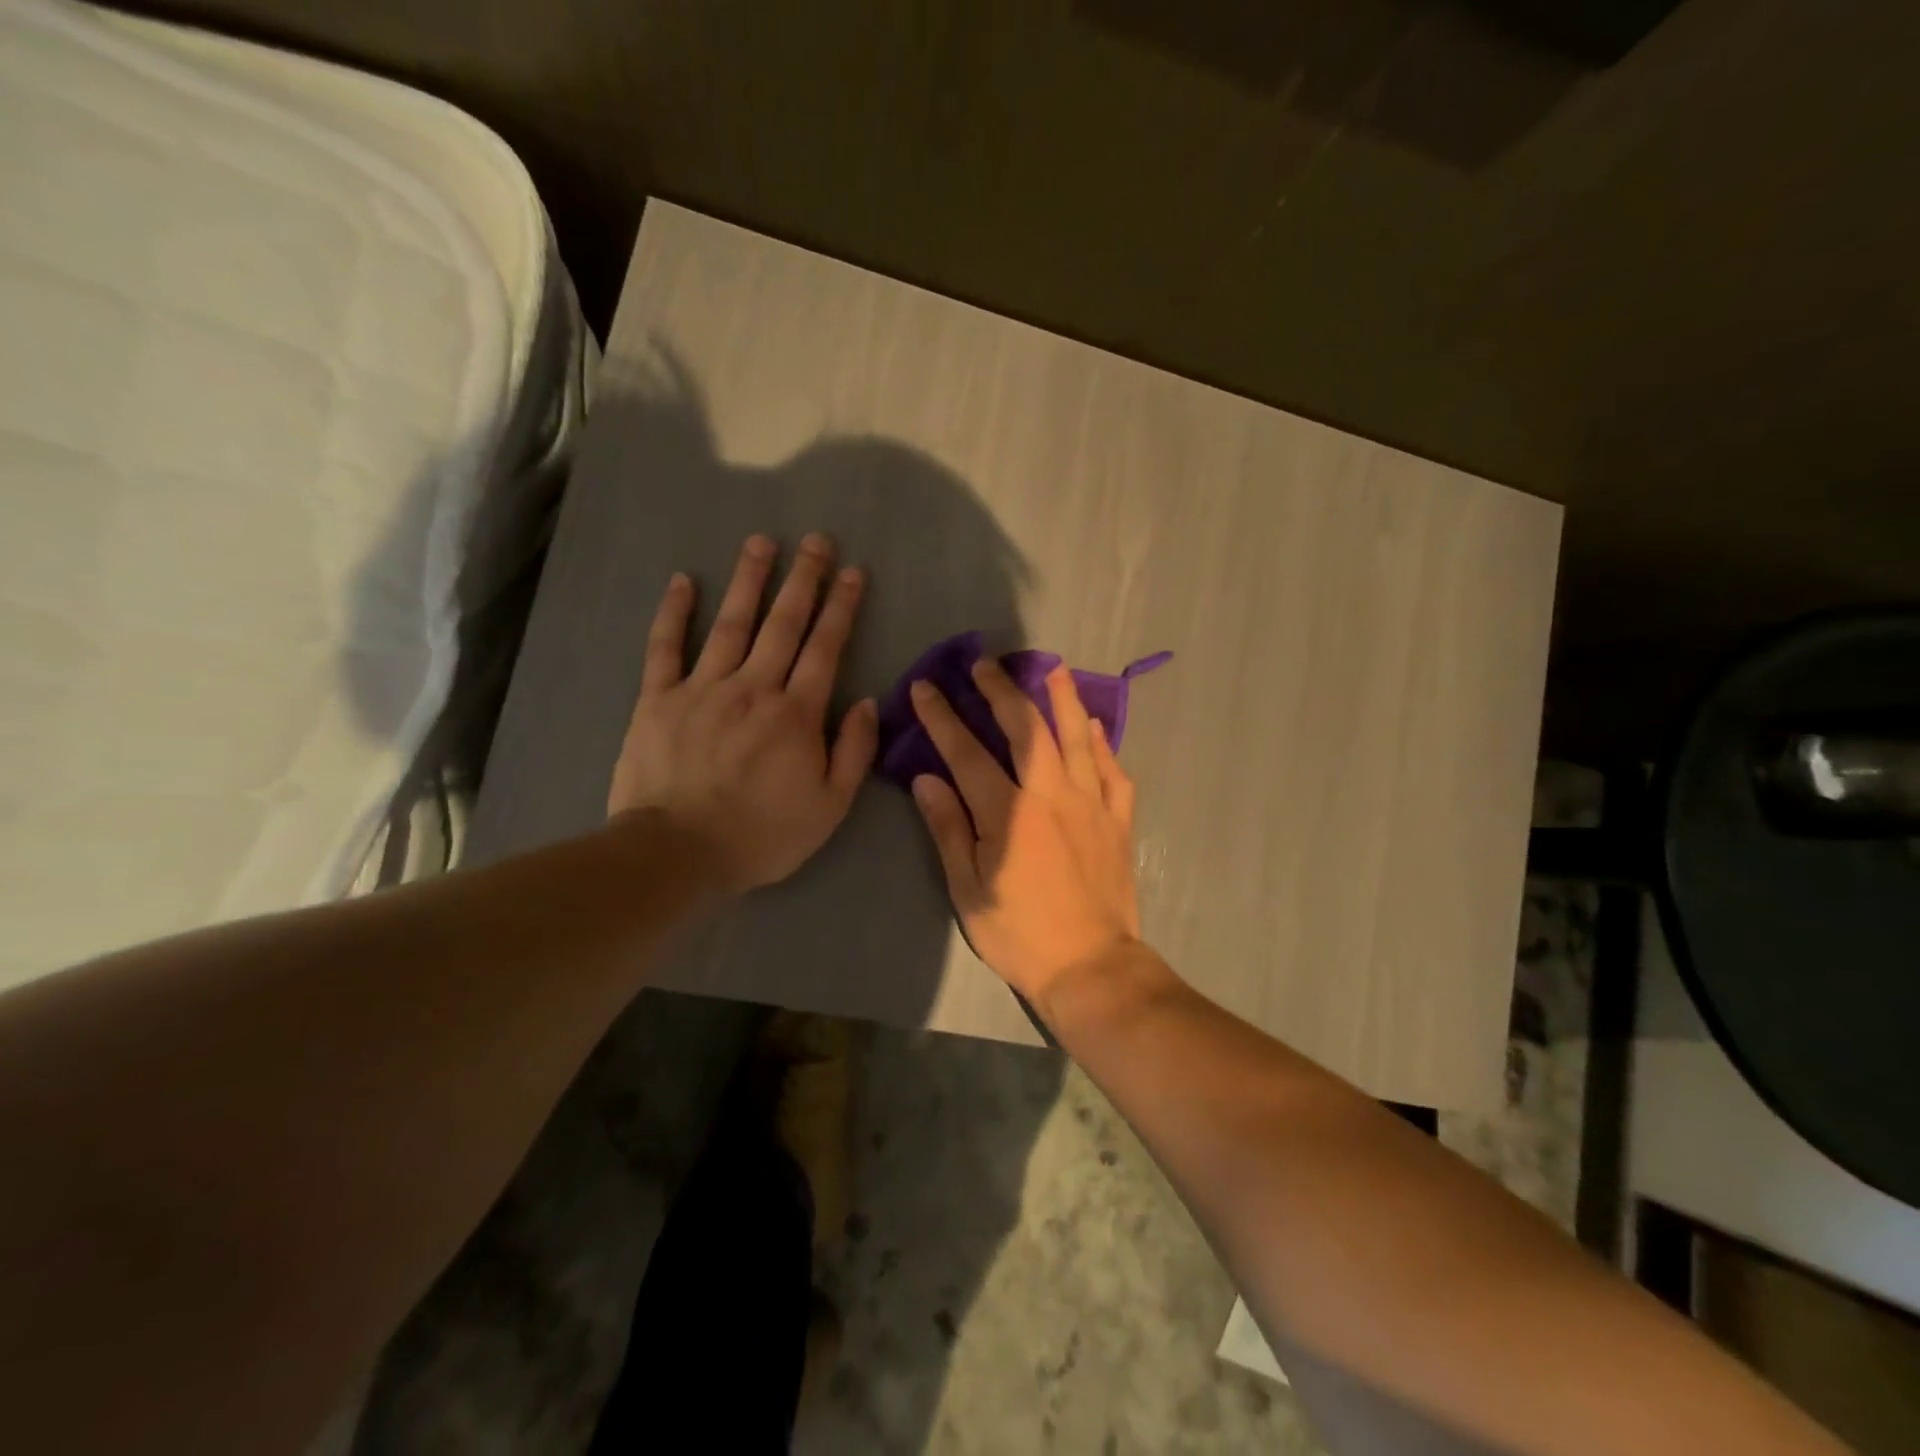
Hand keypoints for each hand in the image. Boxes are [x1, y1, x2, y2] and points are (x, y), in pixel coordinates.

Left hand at [608, 533, 877, 893]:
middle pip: (783, 624)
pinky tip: (683, 581)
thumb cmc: (762, 834)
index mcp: (796, 713)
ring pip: (731, 623)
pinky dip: (674, 613)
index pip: (825, 648)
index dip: (841, 607)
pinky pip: (665, 647)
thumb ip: (854, 751)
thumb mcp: (829, 806)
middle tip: (816, 540)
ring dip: (749, 581)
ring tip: (761, 542)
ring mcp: (702, 688)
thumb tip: (868, 702)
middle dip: (803, 579)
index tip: (852, 572)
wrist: (678, 852)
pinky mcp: (658, 699)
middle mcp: (753, 687)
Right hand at [908, 659, 1142, 1004]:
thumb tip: (926, 779)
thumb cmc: (1020, 934)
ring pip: (1077, 737)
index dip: (943, 717)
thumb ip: (949, 830)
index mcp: (1008, 813)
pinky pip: (1114, 771)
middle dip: (1001, 690)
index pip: (967, 753)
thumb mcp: (969, 891)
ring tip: (1052, 668)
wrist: (1091, 966)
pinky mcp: (1118, 820)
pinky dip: (1103, 744)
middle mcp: (1051, 795)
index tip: (926, 687)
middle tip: (985, 663)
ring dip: (1061, 698)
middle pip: (1026, 728)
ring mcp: (1091, 804)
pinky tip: (1095, 727)